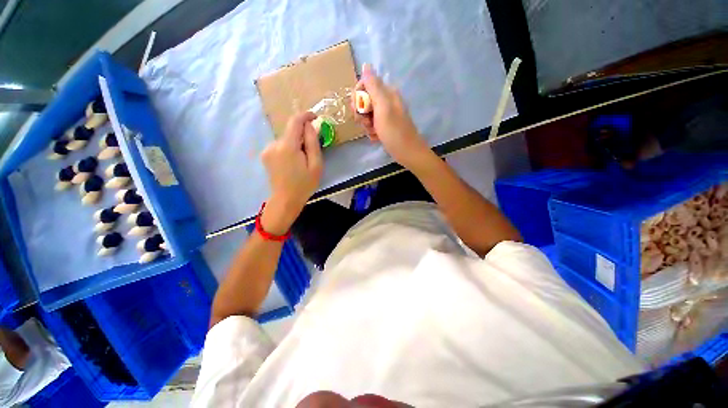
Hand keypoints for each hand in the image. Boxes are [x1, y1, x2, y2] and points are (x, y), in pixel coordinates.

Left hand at [260, 112, 322, 233]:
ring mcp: (268, 150)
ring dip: (296, 144)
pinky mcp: (266, 155)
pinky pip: (280, 146)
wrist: (285, 200)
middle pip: (291, 131)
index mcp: (287, 146)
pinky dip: (289, 149)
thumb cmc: (304, 184)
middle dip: (303, 136)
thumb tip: (310, 126)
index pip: (295, 121)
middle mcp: (274, 144)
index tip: (315, 117)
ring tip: (303, 161)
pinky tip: (293, 163)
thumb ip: (313, 143)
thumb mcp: (315, 165)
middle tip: (312, 151)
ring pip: (286, 139)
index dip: (305, 115)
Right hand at [353, 64, 432, 171]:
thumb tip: (366, 65)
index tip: (358, 108)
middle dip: (362, 113)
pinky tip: (376, 138)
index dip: (358, 96)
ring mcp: (386, 115)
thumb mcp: (383, 107)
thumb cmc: (394, 131)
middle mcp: (386, 101)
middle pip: (364, 101)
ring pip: (367, 115)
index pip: (365, 85)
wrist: (407, 153)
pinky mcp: (385, 126)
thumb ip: (373, 86)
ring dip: (366, 125)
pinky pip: (372, 125)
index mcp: (387, 93)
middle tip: (366, 122)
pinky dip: (372, 132)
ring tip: (374, 132)